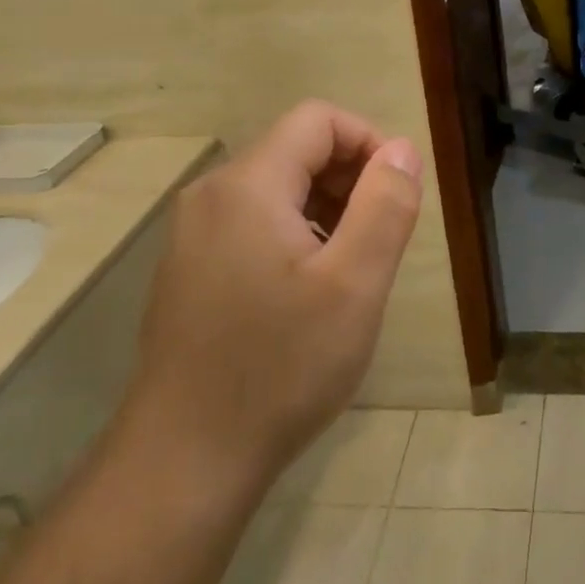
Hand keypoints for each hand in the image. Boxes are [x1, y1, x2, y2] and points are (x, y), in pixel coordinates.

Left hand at [119, 101, 423, 493]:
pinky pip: (255, 223)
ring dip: (327, 210)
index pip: (319, 120)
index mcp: (247, 186)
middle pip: (296, 150)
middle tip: (380, 241)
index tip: (398, 195)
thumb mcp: (354, 285)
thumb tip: (401, 150)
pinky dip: (296, 235)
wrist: (183, 463)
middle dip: (350, 180)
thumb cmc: (279, 369)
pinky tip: (310, 294)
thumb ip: (385, 205)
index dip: (369, 142)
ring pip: (278, 188)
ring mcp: (194, 234)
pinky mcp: (192, 268)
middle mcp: (212, 196)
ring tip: (350, 272)